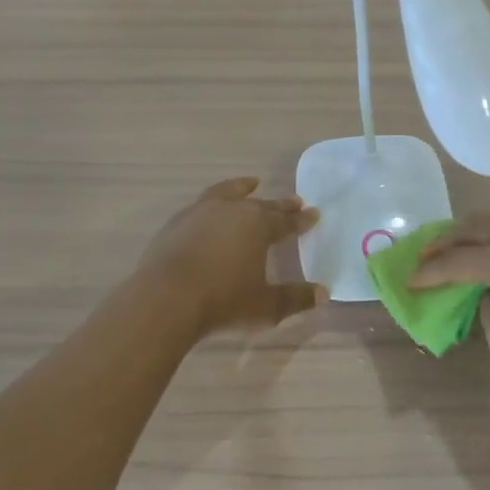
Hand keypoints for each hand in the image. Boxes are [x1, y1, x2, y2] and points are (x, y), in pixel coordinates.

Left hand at [136, 178, 324, 336]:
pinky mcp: (177, 222)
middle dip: (280, 205)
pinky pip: (203, 203)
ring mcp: (201, 212)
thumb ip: (295, 298)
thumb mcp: (265, 306)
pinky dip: (214, 201)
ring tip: (251, 184)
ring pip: (229, 193)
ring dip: (243, 189)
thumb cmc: (222, 301)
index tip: (314, 213)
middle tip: (294, 201)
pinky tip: (211, 209)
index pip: (286, 220)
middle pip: (262, 205)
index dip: (302, 219)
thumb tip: (323, 293)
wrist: (165, 298)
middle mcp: (233, 211)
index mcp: (259, 226)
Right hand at [411, 211, 489, 391]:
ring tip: (454, 244)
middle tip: (425, 256)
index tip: (410, 281)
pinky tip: (489, 247)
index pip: (455, 262)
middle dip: (444, 242)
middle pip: (472, 229)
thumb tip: (487, 293)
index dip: (429, 273)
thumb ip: (485, 310)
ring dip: (470, 229)